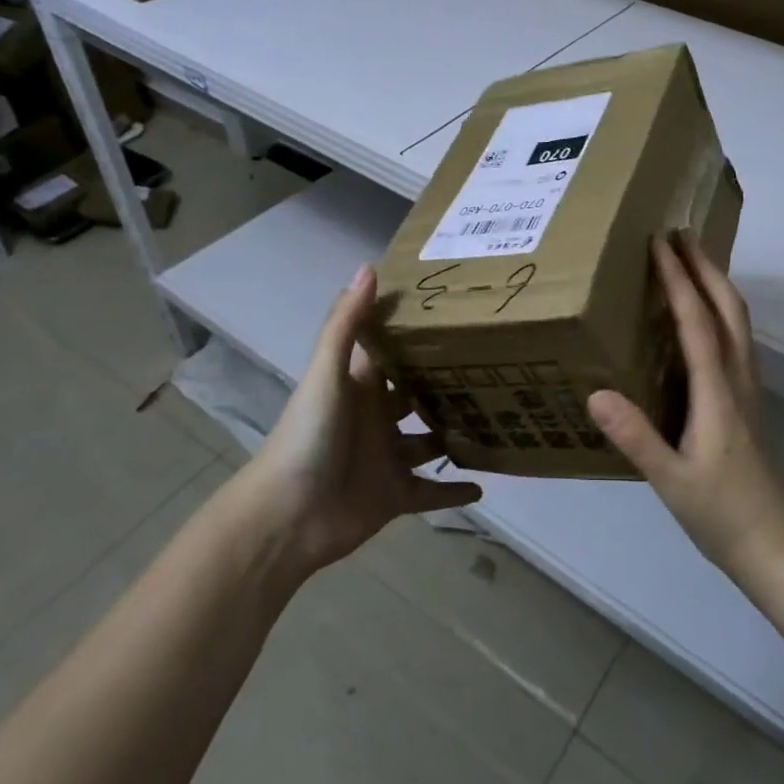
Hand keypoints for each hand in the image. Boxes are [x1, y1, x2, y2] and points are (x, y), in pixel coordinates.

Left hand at [241, 265, 480, 575]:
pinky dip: (454, 490)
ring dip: (453, 433)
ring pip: (428, 442)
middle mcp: (375, 418)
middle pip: (415, 395)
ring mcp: (387, 458)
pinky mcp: (395, 496)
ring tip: (496, 417)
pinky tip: (484, 483)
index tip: (455, 313)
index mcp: (359, 386)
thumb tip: (369, 266)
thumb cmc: (308, 436)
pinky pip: (431, 492)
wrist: (287, 516)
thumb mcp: (326, 374)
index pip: (391, 352)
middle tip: (491, 365)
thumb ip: (346, 324)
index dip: (416, 334)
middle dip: (443, 383)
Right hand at [587, 235, 783, 585]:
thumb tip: (596, 392)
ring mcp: (751, 390)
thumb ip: (636, 437)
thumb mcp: (670, 481)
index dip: (678, 280)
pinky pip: (738, 340)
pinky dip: (722, 312)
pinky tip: (706, 320)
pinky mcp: (752, 403)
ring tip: (693, 262)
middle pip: (729, 308)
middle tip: (681, 235)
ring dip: (718, 284)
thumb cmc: (722, 515)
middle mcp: (739, 380)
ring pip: (739, 322)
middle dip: (706, 266)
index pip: (697, 321)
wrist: (779, 549)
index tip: (660, 243)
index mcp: (718, 392)